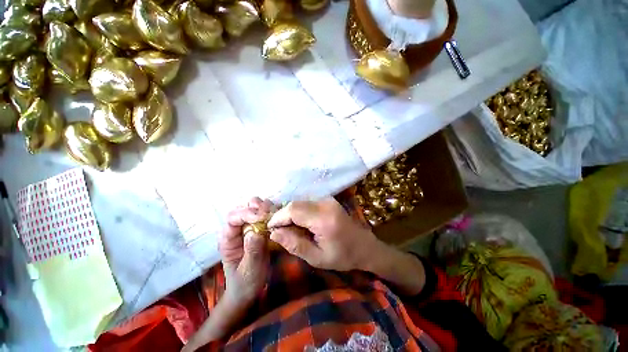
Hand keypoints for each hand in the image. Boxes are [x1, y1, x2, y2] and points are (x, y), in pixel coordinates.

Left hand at [219, 197, 272, 305]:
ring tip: (274, 213)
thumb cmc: (245, 282)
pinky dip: (270, 211)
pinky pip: (263, 213)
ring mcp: (247, 227)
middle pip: (241, 207)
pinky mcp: (258, 228)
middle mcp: (236, 230)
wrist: (248, 289)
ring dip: (263, 206)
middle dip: (255, 206)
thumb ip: (252, 252)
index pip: (232, 218)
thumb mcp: (249, 270)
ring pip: (252, 207)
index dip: (246, 214)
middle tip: (268, 211)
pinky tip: (277, 216)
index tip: (262, 217)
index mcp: (228, 239)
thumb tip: (256, 231)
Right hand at [267, 198, 382, 270]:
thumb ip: (294, 244)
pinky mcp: (328, 199)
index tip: (270, 229)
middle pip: (295, 204)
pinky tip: (300, 223)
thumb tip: (273, 233)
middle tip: (279, 231)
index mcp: (324, 219)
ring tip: (289, 229)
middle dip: (282, 216)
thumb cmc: (343, 256)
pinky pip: (307, 202)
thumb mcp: (317, 258)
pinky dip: (299, 211)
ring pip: (300, 202)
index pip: (293, 210)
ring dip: (290, 214)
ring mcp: (327, 199)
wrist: (365, 246)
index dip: (278, 217)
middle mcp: (325, 203)